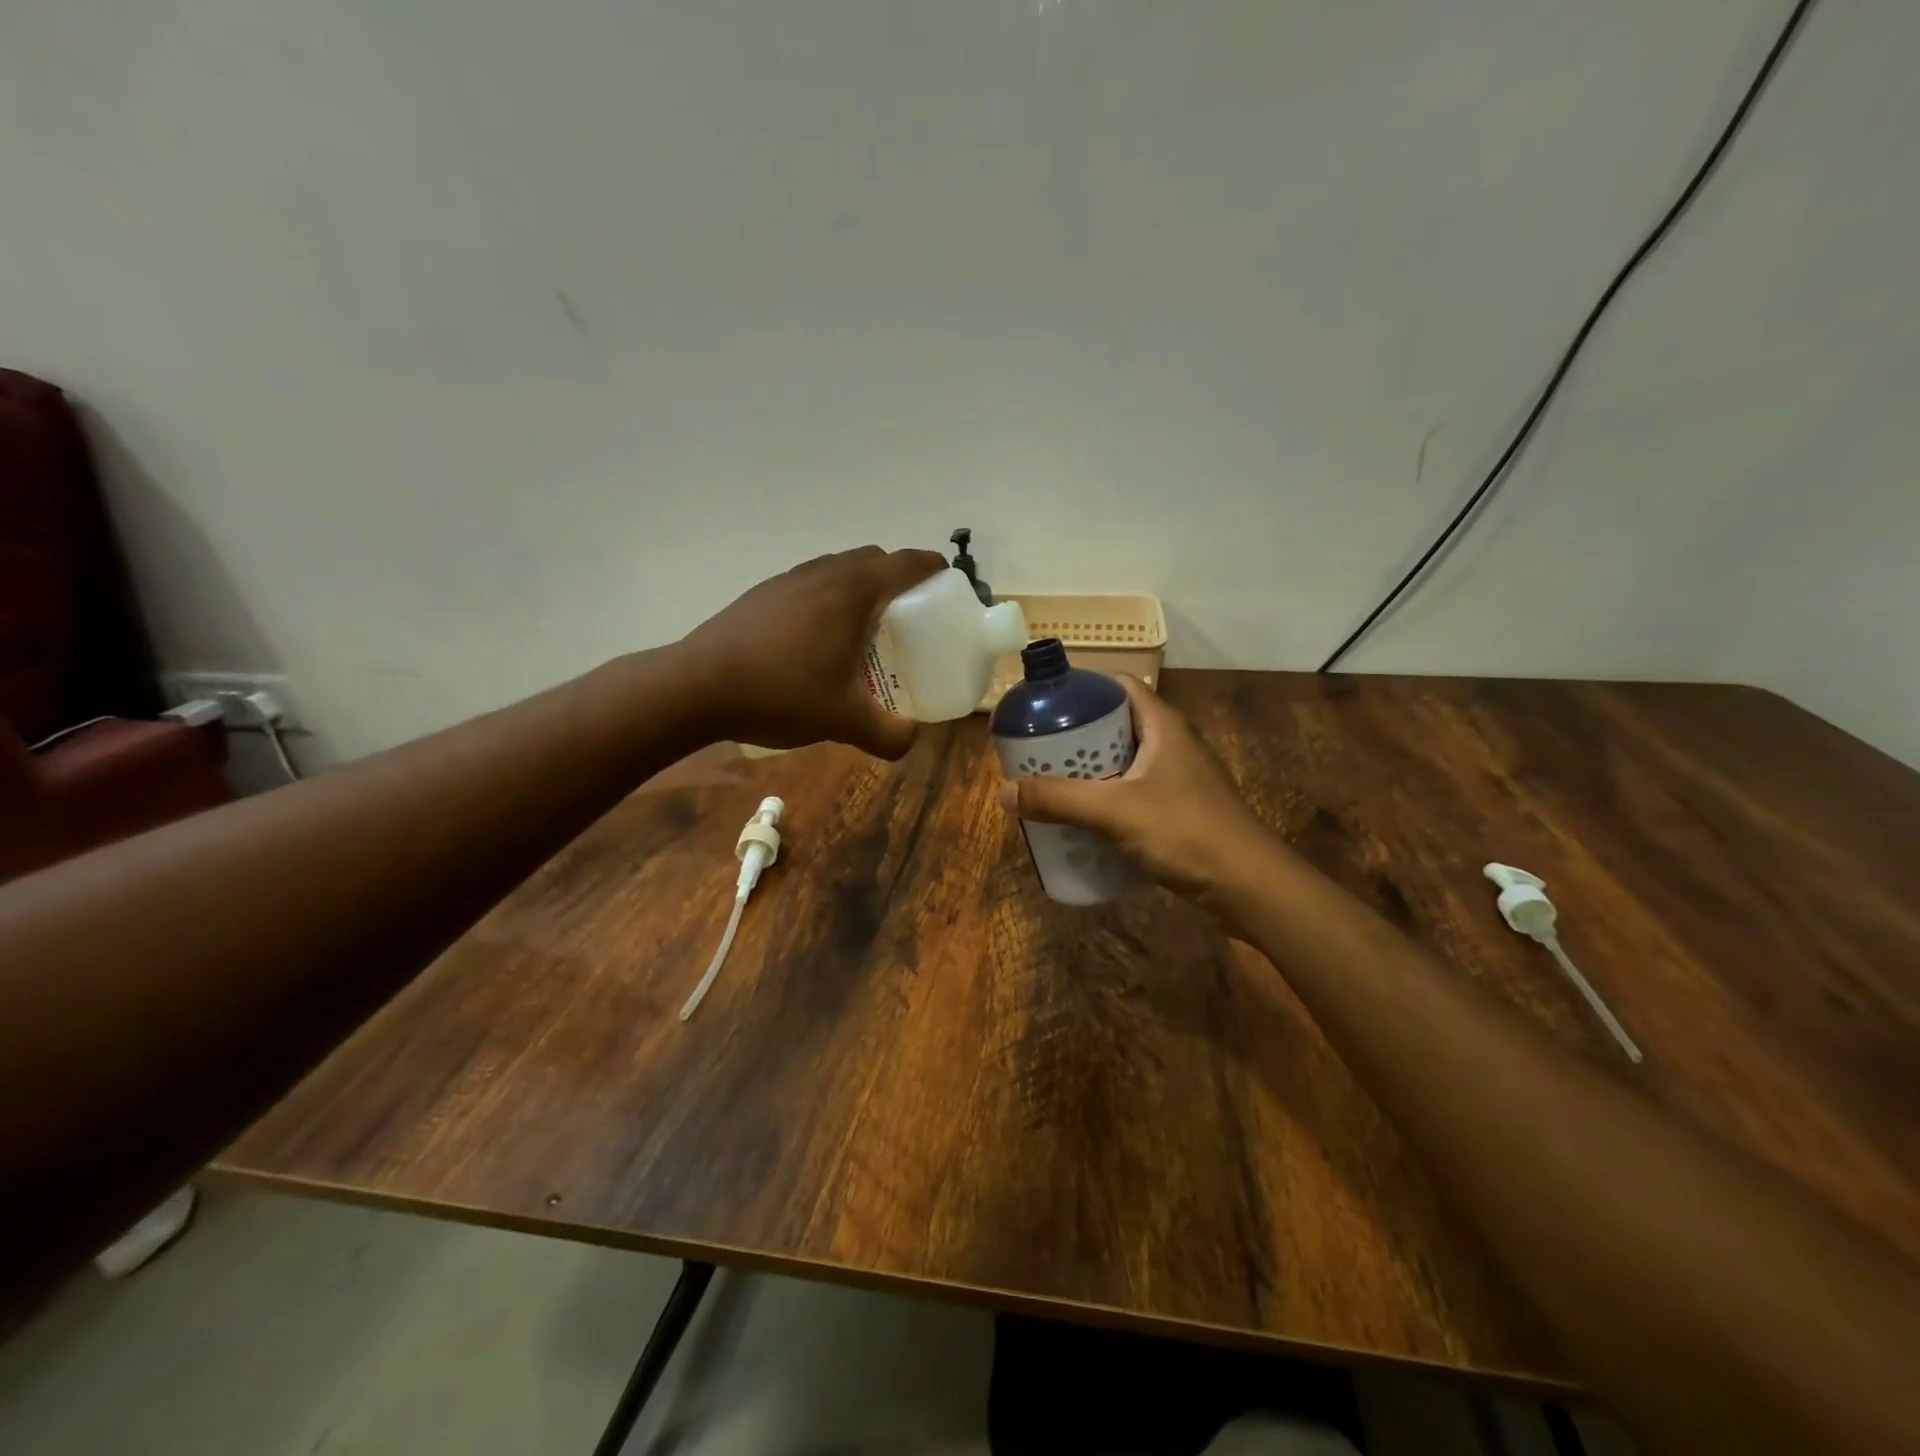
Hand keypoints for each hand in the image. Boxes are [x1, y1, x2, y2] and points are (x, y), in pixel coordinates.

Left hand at [682, 545, 947, 757]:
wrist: (696, 686)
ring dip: (859, 589)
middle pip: (873, 561)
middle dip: (897, 580)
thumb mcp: (843, 720)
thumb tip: (909, 741)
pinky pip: (810, 585)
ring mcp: (787, 580)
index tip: (946, 586)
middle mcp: (823, 573)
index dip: (932, 569)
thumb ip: (888, 734)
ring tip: (862, 631)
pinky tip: (816, 642)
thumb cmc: (781, 692)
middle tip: (907, 618)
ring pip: (837, 570)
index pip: (906, 563)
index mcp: (852, 591)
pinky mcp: (762, 594)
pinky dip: (827, 600)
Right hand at [998, 675, 1277, 907]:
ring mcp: (1182, 779)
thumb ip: (1059, 800)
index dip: (1086, 688)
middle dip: (1080, 735)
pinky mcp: (1183, 810)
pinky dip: (1110, 798)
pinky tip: (1087, 819)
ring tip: (1054, 783)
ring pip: (1128, 762)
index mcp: (1164, 727)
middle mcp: (1174, 745)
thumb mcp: (1114, 811)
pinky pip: (1137, 793)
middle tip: (1041, 749)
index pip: (1122, 686)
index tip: (1048, 703)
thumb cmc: (1185, 831)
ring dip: (1093, 770)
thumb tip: (1003, 791)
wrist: (1248, 885)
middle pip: (1120, 725)